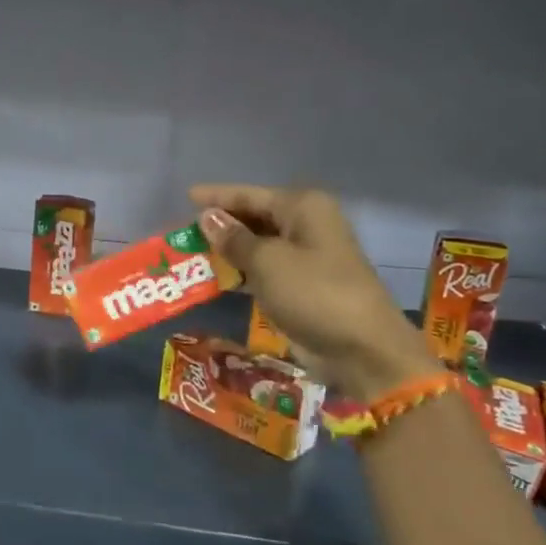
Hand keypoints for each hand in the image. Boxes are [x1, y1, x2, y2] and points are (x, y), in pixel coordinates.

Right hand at [189, 184, 439, 401]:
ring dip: (228, 250)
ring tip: (191, 253)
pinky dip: (241, 272)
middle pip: (255, 217)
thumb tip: (207, 217)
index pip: (250, 195)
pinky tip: (215, 277)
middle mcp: (306, 225)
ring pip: (258, 245)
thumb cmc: (313, 293)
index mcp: (303, 208)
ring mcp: (306, 257)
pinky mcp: (301, 286)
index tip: (186, 196)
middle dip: (221, 224)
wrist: (362, 349)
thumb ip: (234, 239)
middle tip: (183, 231)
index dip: (217, 196)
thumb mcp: (267, 262)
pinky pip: (263, 270)